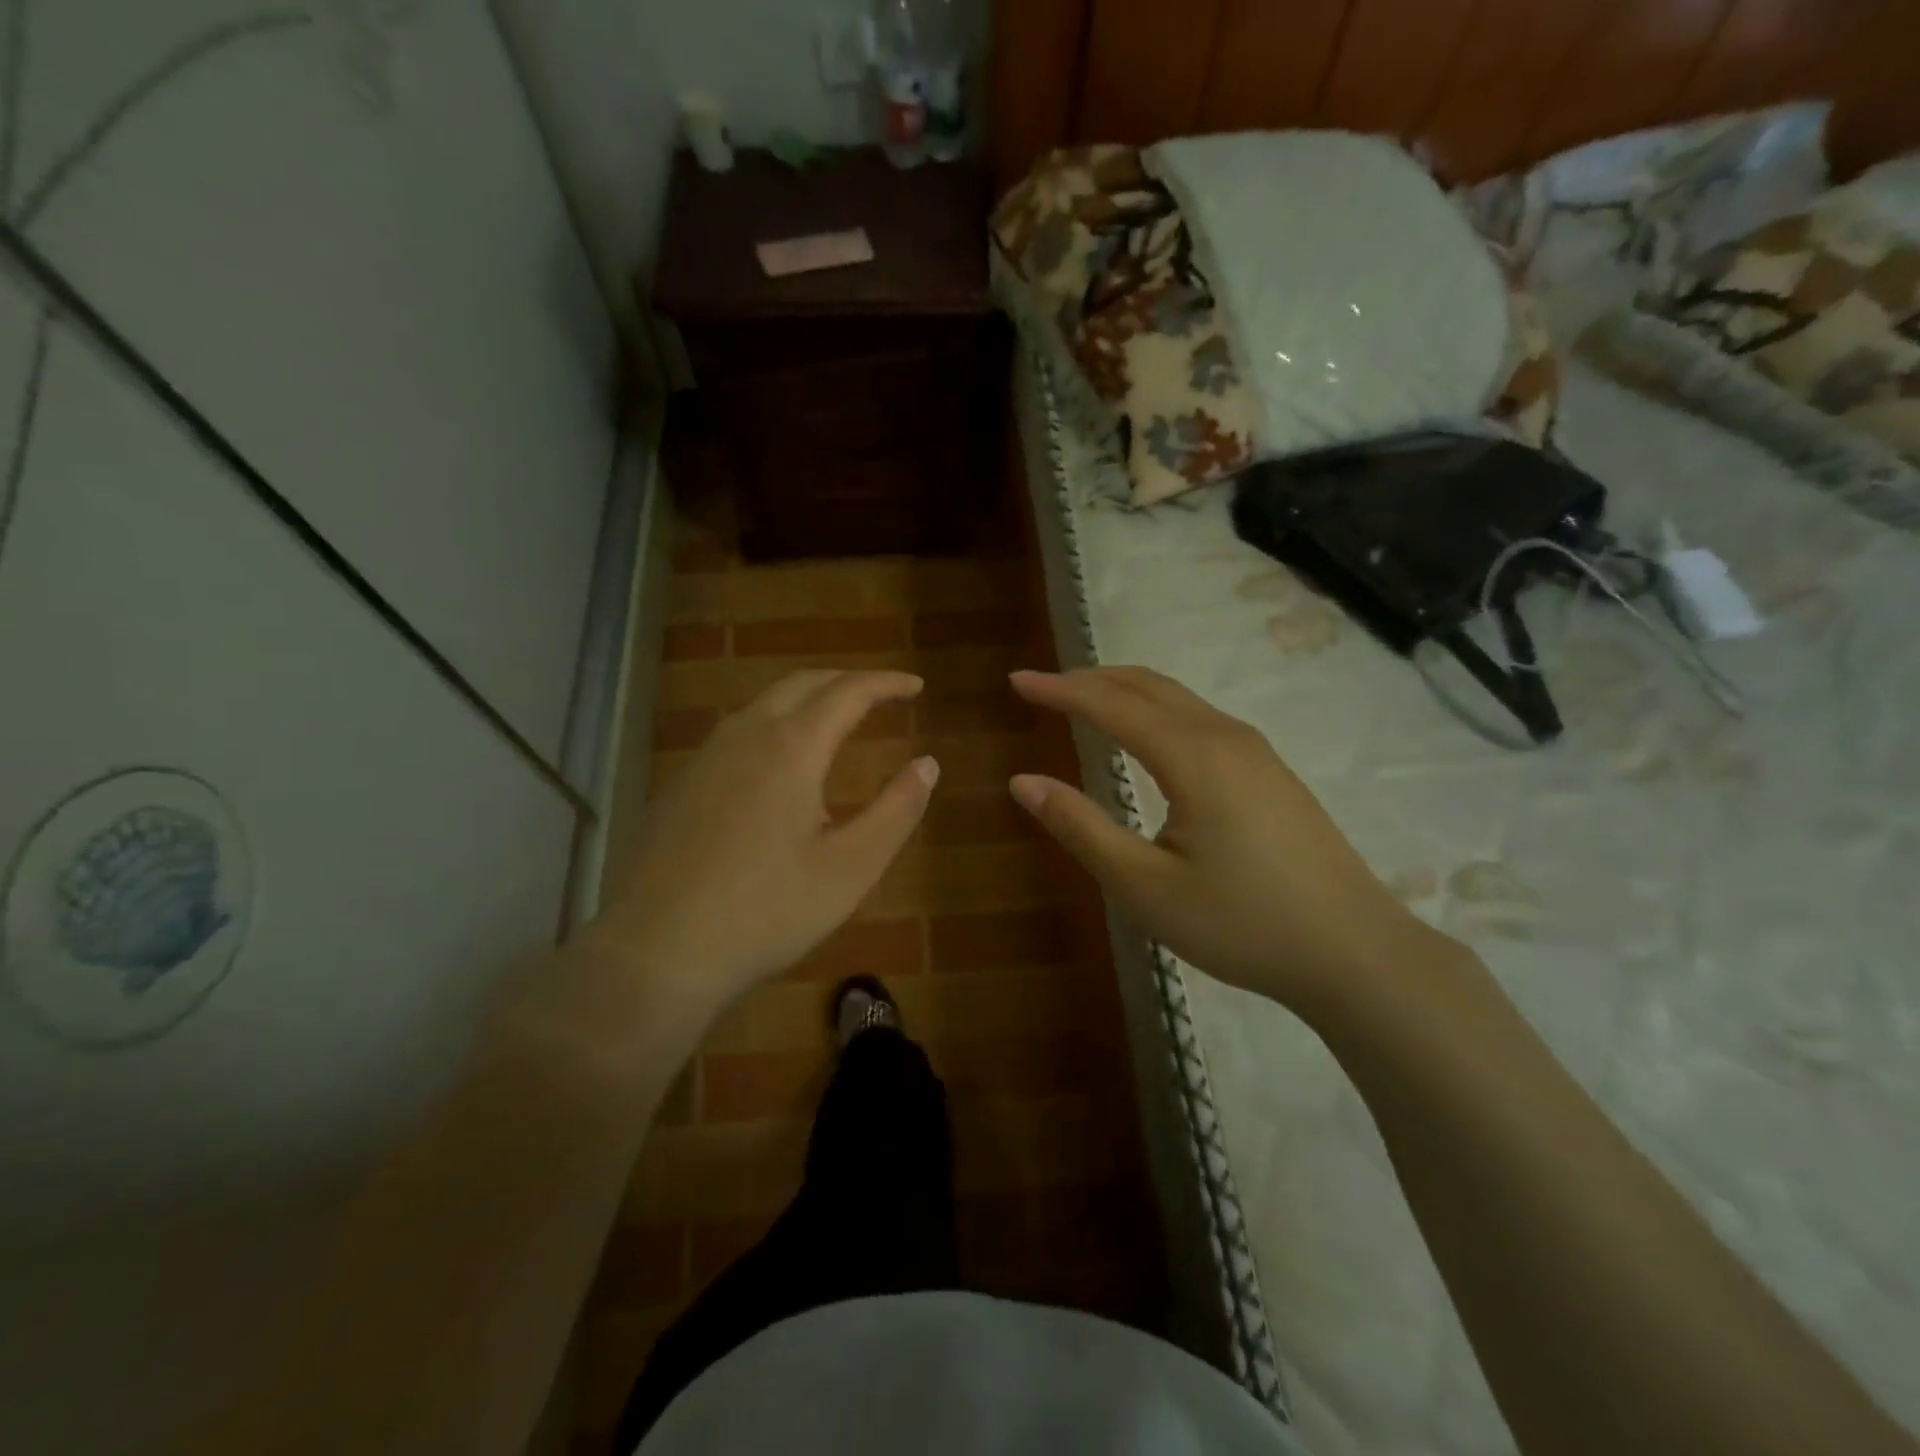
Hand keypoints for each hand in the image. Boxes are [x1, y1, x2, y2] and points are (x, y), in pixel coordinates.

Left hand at [594, 670, 936, 1026]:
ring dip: (805, 699)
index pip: (848, 692)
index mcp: (792, 747)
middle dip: (845, 681)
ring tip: (834, 721)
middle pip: (801, 684)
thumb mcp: (851, 868)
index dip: (886, 683)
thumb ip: (896, 810)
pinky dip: (773, 725)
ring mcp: (705, 757)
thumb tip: (928, 763)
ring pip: (762, 704)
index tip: (916, 686)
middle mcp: (745, 735)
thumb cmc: (767, 912)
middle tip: (879, 695)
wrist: (656, 951)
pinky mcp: (680, 783)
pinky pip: (736, 732)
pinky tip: (777, 765)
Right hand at [1009, 668, 1443, 1018]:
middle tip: (1042, 687)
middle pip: (1146, 685)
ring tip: (1083, 700)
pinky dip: (1155, 709)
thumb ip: (1081, 828)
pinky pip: (1199, 717)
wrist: (1356, 952)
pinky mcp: (1271, 771)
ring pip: (1177, 698)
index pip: (1110, 704)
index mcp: (1192, 756)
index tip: (1017, 681)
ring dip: (1124, 690)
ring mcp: (1256, 751)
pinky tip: (1146, 736)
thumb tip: (1023, 782)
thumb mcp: (1145, 887)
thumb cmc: (1242, 924)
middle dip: (1089, 679)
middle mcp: (1224, 736)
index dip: (1059, 689)